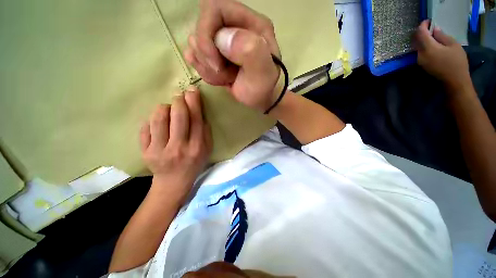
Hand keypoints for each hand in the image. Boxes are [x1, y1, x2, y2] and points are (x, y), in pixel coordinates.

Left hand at [140, 86, 211, 200]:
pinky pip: (146, 128)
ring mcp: (160, 150)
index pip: (196, 120)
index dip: (194, 103)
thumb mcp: (207, 149)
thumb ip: (205, 131)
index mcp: (197, 147)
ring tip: (168, 108)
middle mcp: (179, 148)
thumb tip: (198, 111)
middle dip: (179, 101)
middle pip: (178, 116)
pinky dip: (152, 120)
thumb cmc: (194, 163)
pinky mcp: (145, 151)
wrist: (174, 181)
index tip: (192, 90)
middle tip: (179, 96)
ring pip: (159, 119)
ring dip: (164, 108)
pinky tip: (158, 123)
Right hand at [184, 0, 281, 111]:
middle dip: (208, 57)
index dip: (207, 34)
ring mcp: (221, 40)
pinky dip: (205, 72)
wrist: (257, 99)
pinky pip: (194, 57)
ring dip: (208, 68)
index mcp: (251, 23)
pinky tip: (220, 79)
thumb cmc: (262, 88)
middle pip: (200, 27)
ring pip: (195, 44)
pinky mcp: (212, 52)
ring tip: (227, 78)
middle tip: (224, 73)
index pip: (215, 8)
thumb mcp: (264, 73)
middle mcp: (234, 26)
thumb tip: (223, 38)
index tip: (216, 62)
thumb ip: (252, 51)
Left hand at [414, 20, 470, 92]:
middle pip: (417, 40)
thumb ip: (442, 36)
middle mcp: (420, 55)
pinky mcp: (421, 65)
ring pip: (417, 46)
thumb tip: (434, 30)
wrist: (454, 81)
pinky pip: (420, 52)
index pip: (420, 34)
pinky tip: (430, 44)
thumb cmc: (457, 62)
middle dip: (421, 32)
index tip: (428, 21)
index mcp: (428, 48)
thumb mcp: (453, 45)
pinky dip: (423, 46)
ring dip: (422, 39)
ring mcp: (419, 61)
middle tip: (430, 27)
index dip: (423, 26)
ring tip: (431, 35)